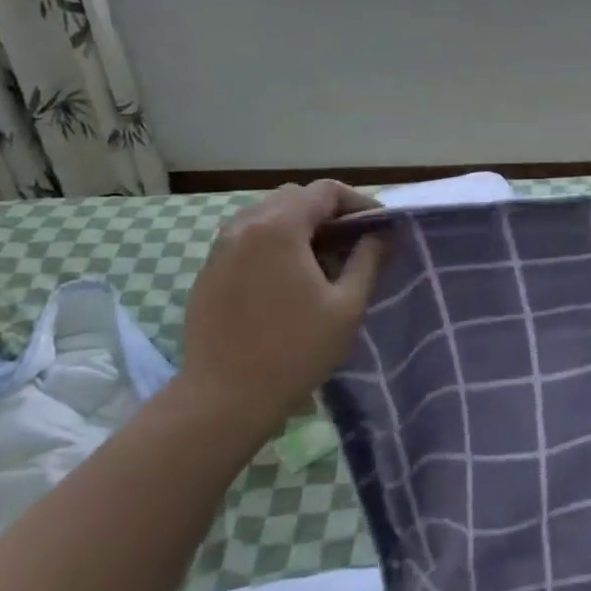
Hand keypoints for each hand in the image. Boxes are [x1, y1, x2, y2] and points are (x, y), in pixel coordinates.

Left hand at [175, 181, 388, 439]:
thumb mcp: (347, 306)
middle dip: (329, 211)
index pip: (325, 191)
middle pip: (295, 196)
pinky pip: (247, 238)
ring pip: (268, 215)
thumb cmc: (294, 351)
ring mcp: (221, 248)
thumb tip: (382, 233)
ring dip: (300, 225)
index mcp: (279, 227)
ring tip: (324, 258)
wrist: (223, 399)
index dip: (358, 202)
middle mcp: (245, 226)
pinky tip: (289, 276)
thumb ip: (368, 260)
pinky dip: (275, 242)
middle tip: (355, 241)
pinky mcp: (209, 271)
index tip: (380, 226)